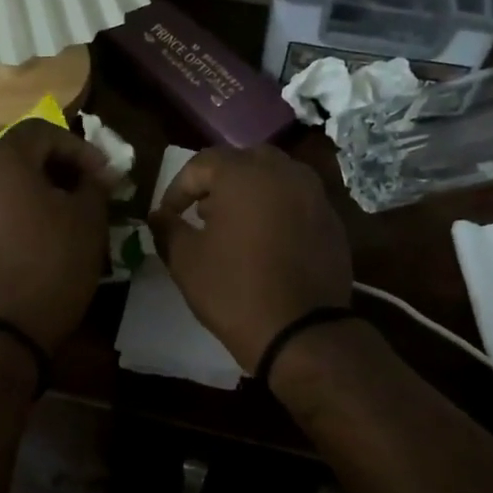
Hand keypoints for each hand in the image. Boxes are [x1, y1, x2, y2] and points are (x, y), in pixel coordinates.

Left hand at [0, 119, 111, 351]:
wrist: (4, 328)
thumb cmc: (53, 264)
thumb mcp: (88, 220)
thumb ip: (95, 185)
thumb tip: (97, 175)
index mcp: (3, 160)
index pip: (43, 131)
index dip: (80, 148)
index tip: (104, 175)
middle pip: (18, 154)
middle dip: (57, 166)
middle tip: (86, 189)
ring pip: (2, 183)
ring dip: (34, 189)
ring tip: (63, 213)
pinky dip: (14, 212)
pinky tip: (35, 237)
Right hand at [150, 146, 353, 373]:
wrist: (301, 331)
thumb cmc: (234, 290)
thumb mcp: (186, 260)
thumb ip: (168, 228)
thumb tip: (159, 215)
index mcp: (244, 173)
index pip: (202, 163)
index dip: (178, 188)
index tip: (168, 216)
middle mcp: (284, 172)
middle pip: (244, 162)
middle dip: (219, 182)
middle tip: (203, 212)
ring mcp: (315, 195)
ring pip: (276, 179)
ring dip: (251, 194)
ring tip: (235, 227)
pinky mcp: (333, 221)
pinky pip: (298, 203)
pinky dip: (278, 212)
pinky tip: (267, 244)